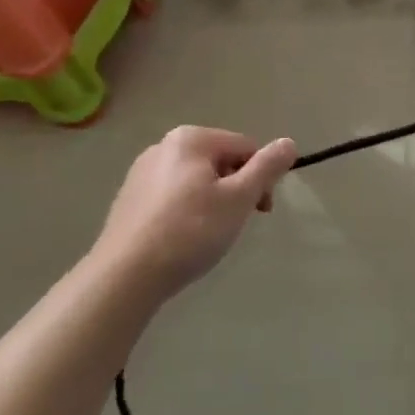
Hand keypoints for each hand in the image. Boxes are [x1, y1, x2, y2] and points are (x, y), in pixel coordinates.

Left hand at [96, 127, 298, 295]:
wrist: (125, 276)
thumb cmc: (190, 232)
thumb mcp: (239, 199)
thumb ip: (267, 168)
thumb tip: (289, 143)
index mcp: (191, 138)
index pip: (245, 147)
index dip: (260, 178)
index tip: (261, 211)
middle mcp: (164, 146)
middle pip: (220, 161)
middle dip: (236, 190)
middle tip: (235, 225)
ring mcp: (142, 172)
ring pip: (197, 180)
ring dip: (213, 202)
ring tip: (207, 236)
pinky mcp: (129, 198)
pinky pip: (173, 196)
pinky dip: (186, 212)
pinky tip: (182, 239)